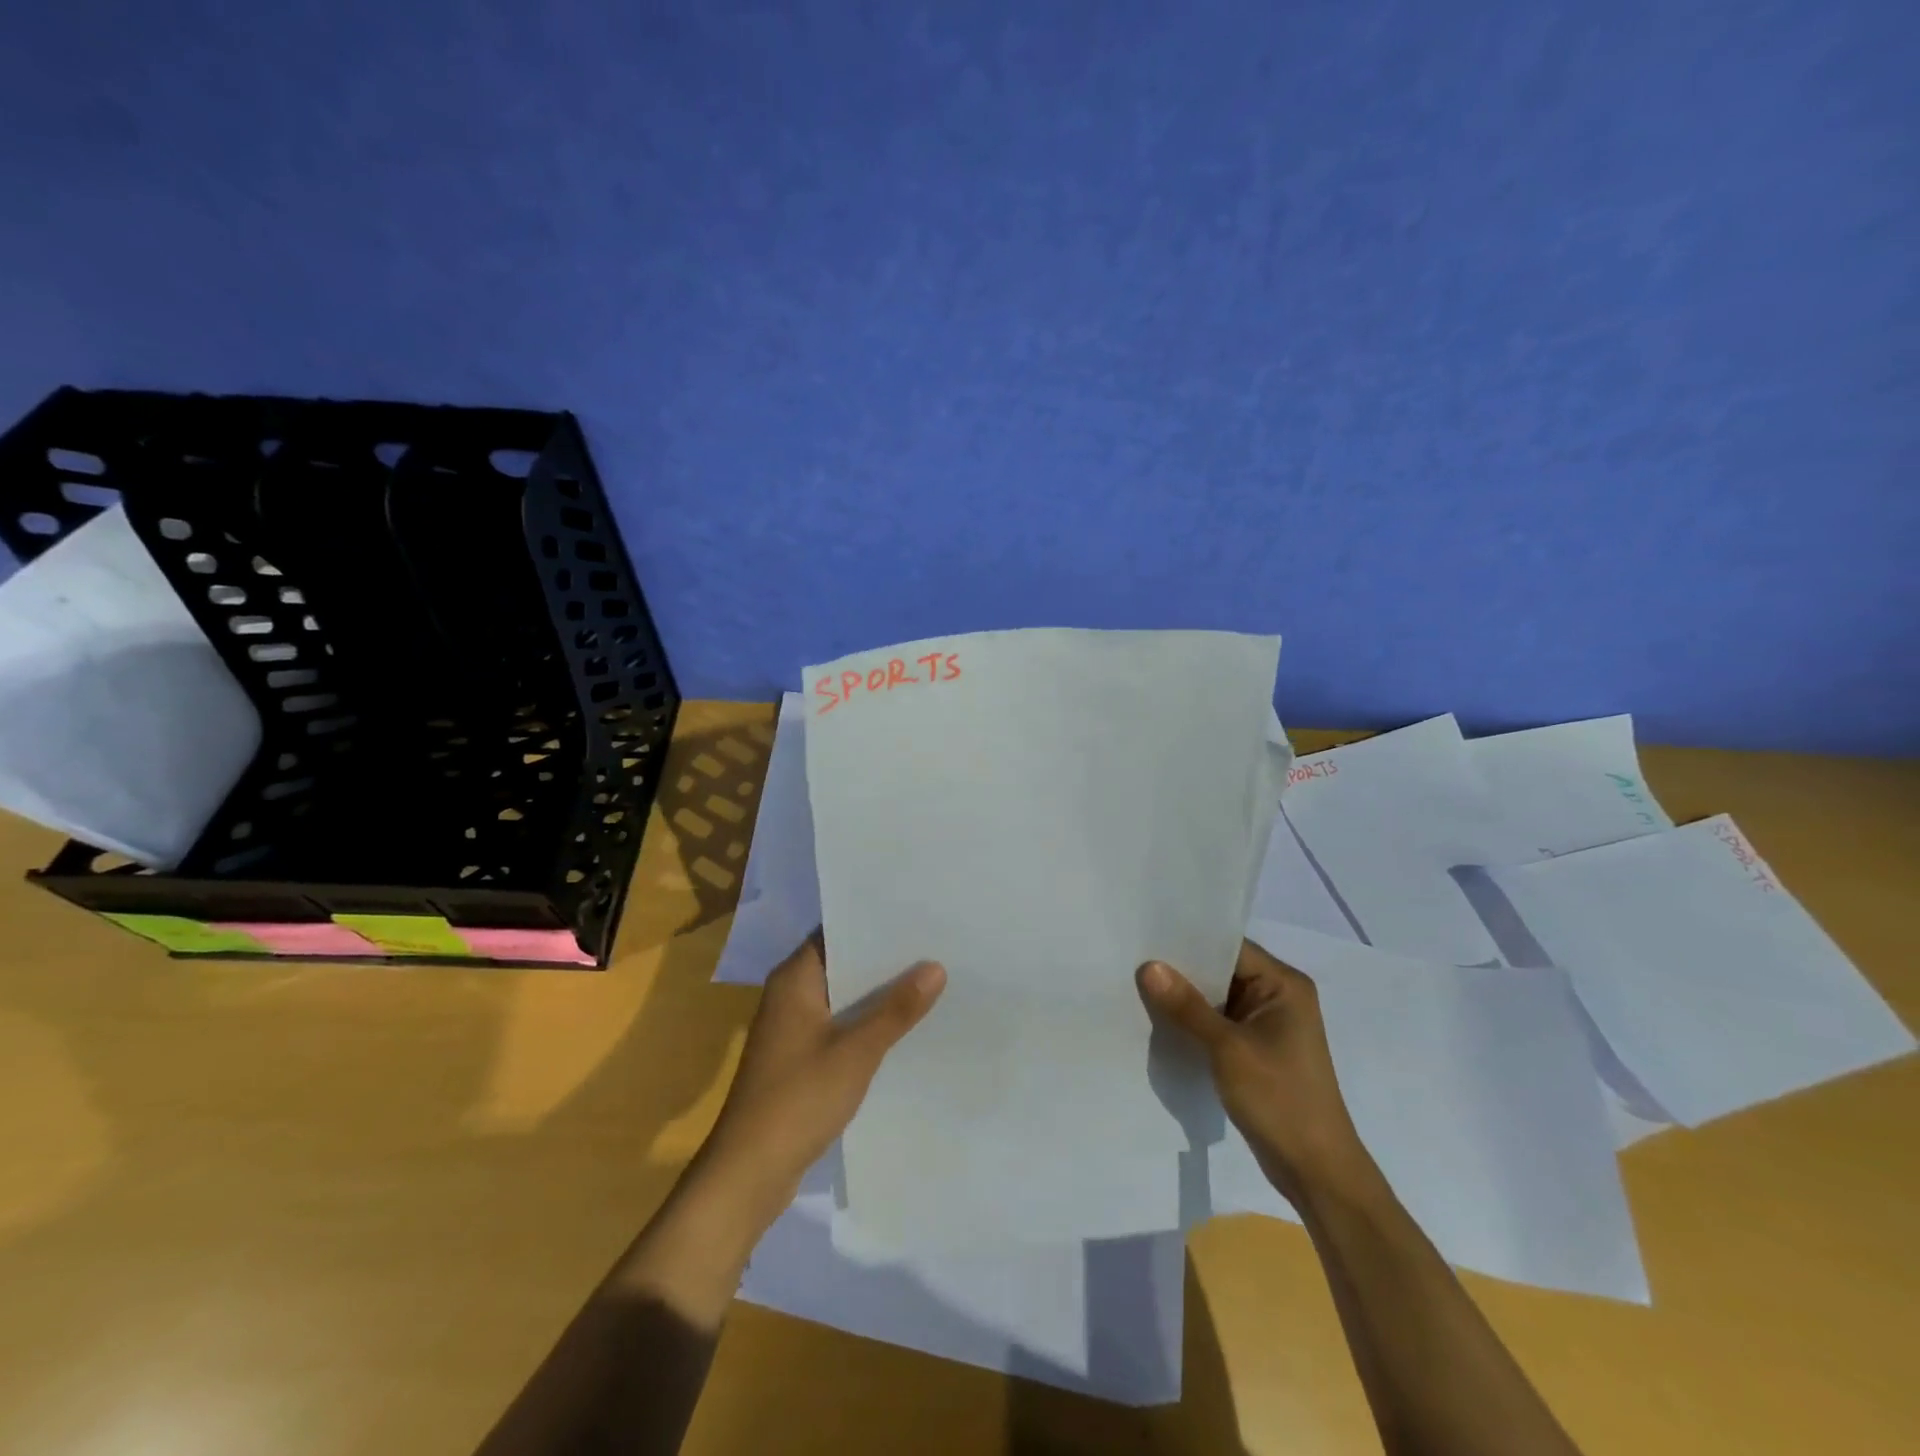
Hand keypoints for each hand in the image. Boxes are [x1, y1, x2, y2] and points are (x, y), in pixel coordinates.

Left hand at [697, 931, 945, 1218]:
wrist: (749, 1174)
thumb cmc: (798, 1099)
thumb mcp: (857, 1051)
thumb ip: (896, 1009)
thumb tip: (936, 966)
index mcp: (794, 979)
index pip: (836, 932)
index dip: (874, 923)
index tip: (916, 916)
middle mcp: (790, 995)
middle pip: (842, 964)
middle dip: (884, 960)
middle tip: (934, 947)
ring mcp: (793, 1029)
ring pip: (843, 998)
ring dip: (877, 995)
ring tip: (929, 980)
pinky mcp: (799, 1059)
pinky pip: (840, 1027)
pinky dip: (866, 1024)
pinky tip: (903, 1028)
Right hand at [1138, 938, 1367, 1203]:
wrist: (1315, 1171)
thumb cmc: (1279, 1099)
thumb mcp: (1227, 1048)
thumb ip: (1187, 1006)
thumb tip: (1148, 966)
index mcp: (1284, 985)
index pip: (1229, 947)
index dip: (1188, 940)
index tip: (1146, 936)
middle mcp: (1278, 997)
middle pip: (1221, 970)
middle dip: (1181, 970)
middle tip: (1133, 960)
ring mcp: (1267, 1025)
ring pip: (1216, 998)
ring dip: (1184, 998)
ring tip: (1137, 987)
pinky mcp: (1256, 1050)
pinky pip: (1218, 1023)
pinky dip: (1193, 1022)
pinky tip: (1159, 1021)